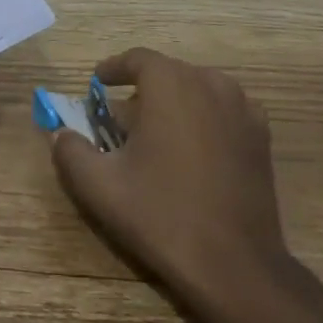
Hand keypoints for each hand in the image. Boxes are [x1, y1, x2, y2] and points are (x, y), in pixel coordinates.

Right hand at [51, 47, 286, 322]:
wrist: (233, 263)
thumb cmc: (161, 215)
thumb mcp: (99, 185)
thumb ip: (70, 151)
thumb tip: (61, 134)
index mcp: (171, 85)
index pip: (138, 59)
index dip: (113, 69)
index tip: (97, 84)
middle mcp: (211, 84)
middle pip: (168, 73)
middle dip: (141, 90)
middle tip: (120, 120)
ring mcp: (243, 109)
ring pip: (198, 89)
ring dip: (174, 101)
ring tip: (155, 133)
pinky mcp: (261, 136)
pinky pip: (224, 110)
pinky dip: (203, 117)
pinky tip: (192, 149)